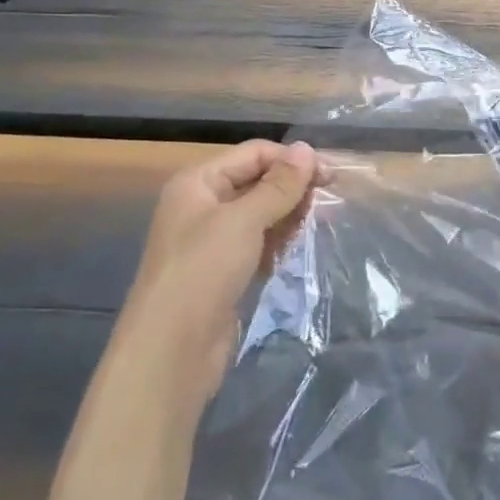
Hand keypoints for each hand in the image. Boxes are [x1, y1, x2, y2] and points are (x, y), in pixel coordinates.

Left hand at [124, 140, 319, 402]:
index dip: (291, 160)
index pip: (254, 153)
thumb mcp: (244, 221)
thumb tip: (307, 149)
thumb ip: (278, 185)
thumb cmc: (203, 271)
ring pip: (260, 214)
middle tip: (328, 202)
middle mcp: (202, 205)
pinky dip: (277, 243)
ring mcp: (212, 241)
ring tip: (317, 225)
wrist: (170, 351)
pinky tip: (296, 250)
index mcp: (198, 182)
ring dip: (288, 216)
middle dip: (292, 188)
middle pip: (257, 181)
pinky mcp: (223, 271)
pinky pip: (257, 244)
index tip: (330, 175)